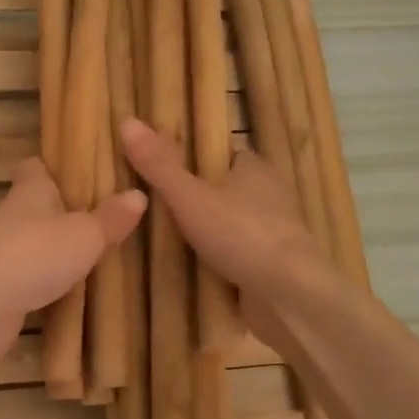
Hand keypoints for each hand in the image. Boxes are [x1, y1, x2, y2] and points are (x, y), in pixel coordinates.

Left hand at [0, 157, 145, 363]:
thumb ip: (110, 218)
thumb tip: (139, 194)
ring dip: (57, 251)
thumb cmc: (33, 253)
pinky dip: (49, 286)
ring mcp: (5, 257)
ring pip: (35, 246)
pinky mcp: (3, 293)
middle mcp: (14, 219)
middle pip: (37, 208)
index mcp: (30, 192)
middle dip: (63, 212)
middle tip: (103, 216)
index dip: (53, 166)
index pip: (36, 167)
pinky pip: (32, 283)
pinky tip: (76, 294)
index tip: (78, 168)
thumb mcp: (84, 233)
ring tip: (97, 255)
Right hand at [119, 116, 338, 343]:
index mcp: (255, 168)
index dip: (192, 157)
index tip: (159, 166)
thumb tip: (127, 121)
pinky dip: (216, 260)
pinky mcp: (271, 267)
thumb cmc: (242, 235)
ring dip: (205, 232)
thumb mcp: (190, 197)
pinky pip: (236, 255)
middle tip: (151, 206)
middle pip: (224, 189)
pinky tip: (188, 268)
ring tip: (160, 239)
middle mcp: (269, 196)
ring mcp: (272, 234)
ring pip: (230, 224)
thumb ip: (159, 165)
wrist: (290, 297)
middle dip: (195, 197)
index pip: (220, 152)